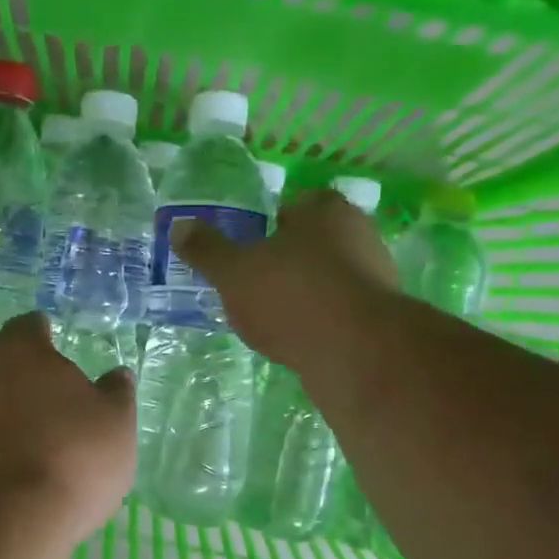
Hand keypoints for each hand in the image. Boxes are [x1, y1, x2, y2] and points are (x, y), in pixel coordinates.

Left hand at [0, 313, 136, 544]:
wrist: (6, 519)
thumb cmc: (73, 455)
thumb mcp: (116, 423)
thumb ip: (116, 393)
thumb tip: (116, 375)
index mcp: (21, 348)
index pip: (28, 325)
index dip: (43, 334)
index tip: (56, 345)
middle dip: (11, 362)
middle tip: (40, 384)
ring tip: (28, 427)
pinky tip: (10, 457)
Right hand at [174, 188, 398, 367]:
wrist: (356, 353)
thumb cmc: (291, 295)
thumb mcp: (234, 272)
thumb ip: (207, 250)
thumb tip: (179, 227)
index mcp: (325, 209)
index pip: (294, 205)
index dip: (270, 224)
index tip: (249, 248)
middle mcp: (358, 234)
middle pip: (313, 242)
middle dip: (286, 260)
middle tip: (254, 283)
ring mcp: (375, 276)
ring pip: (328, 277)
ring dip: (304, 293)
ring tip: (270, 317)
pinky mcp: (380, 317)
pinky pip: (340, 311)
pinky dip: (319, 321)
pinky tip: (297, 340)